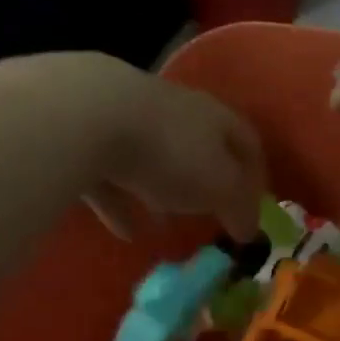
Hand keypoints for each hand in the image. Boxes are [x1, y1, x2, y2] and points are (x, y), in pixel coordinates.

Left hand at [0, 53, 264, 239]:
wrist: (84, 115)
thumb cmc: (170, 151)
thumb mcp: (219, 186)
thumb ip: (239, 207)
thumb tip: (250, 230)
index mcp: (216, 116)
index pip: (247, 142)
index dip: (256, 175)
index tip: (256, 207)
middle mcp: (176, 109)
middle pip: (199, 145)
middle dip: (206, 179)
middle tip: (209, 212)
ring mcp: (127, 117)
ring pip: (153, 157)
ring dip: (161, 191)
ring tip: (165, 227)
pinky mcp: (84, 133)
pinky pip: (110, 174)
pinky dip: (120, 201)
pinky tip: (124, 231)